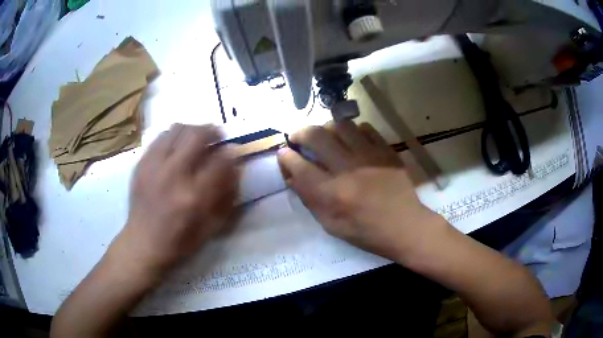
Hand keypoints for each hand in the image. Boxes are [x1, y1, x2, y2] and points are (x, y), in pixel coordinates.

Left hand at [117, 124, 237, 271]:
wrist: (143, 243)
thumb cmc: (180, 241)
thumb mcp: (211, 227)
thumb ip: (226, 197)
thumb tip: (235, 168)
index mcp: (194, 196)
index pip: (220, 161)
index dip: (231, 152)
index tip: (233, 151)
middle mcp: (173, 175)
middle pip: (197, 135)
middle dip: (212, 131)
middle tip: (216, 136)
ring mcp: (154, 166)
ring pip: (176, 129)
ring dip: (192, 129)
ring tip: (196, 138)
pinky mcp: (141, 164)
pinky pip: (159, 137)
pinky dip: (173, 136)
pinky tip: (176, 147)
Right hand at [278, 121, 446, 261]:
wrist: (405, 226)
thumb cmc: (366, 232)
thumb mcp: (331, 225)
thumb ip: (309, 199)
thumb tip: (292, 176)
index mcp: (332, 194)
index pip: (299, 166)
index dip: (286, 157)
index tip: (283, 153)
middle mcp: (348, 169)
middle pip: (316, 136)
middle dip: (300, 133)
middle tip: (298, 138)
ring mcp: (370, 156)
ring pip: (340, 125)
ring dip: (326, 128)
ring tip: (326, 137)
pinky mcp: (386, 151)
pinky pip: (364, 128)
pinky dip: (352, 131)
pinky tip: (352, 141)